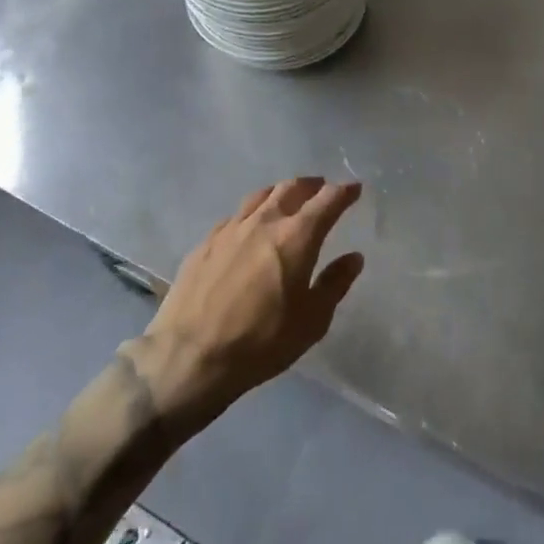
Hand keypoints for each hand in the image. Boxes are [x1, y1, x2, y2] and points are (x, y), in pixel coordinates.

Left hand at [136, 178, 364, 421]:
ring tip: (287, 198)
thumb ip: (335, 284)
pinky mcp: (205, 242)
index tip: (355, 188)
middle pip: (292, 188)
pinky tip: (249, 226)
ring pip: (261, 196)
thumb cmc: (261, 342)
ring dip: (280, 192)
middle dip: (312, 185)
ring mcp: (231, 229)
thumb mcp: (311, 321)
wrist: (189, 357)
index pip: (327, 200)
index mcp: (296, 236)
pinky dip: (251, 213)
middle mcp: (265, 221)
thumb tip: (353, 258)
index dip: (344, 191)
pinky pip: (235, 216)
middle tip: (322, 189)